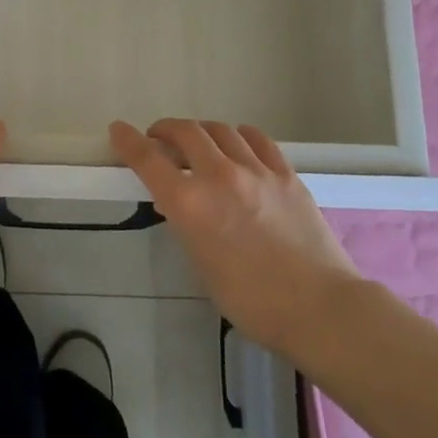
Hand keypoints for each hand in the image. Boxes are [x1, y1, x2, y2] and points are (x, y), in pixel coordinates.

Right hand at [110, 118, 361, 356]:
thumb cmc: (251, 301)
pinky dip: (238, 135)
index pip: (147, 159)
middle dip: (165, 129)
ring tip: (198, 142)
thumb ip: (188, 225)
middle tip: (159, 139)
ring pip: (220, 129)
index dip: (127, 140)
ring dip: (200, 131)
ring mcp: (256, 170)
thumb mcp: (201, 264)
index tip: (118, 130)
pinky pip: (256, 139)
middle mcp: (218, 176)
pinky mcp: (286, 173)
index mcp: (189, 204)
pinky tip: (238, 144)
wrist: (319, 308)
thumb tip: (183, 205)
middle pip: (184, 131)